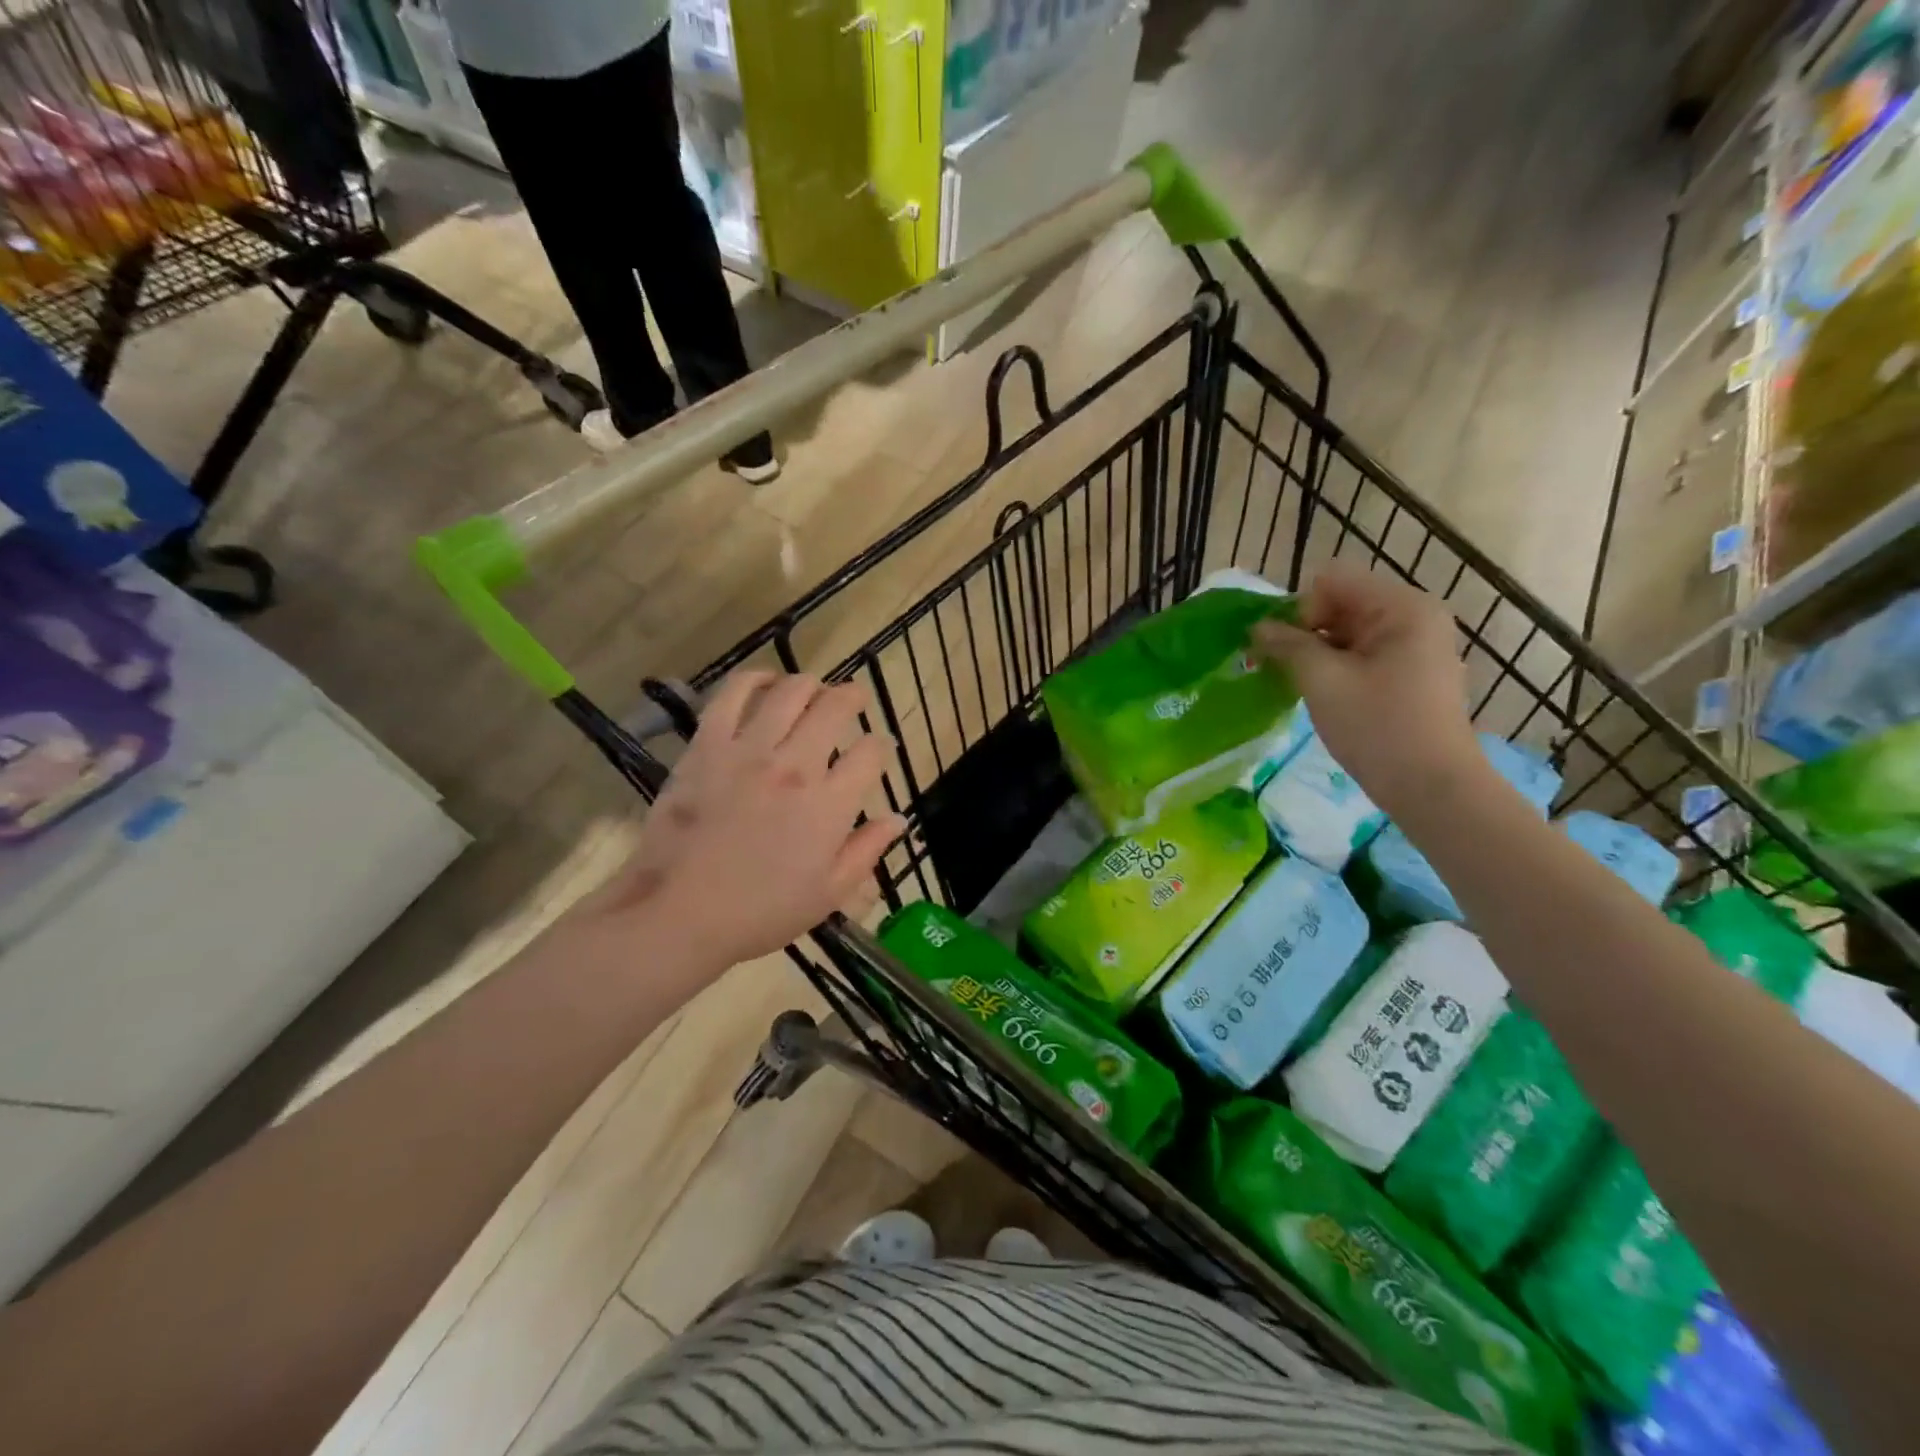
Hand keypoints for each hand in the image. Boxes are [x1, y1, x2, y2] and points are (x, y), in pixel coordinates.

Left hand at [578, 672, 904, 976]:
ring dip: (809, 684)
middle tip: (853, 700)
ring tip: (812, 690)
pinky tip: (765, 682)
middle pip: (835, 707)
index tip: (877, 749)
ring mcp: (748, 751)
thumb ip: (867, 850)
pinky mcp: (707, 745)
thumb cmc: (761, 911)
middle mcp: (796, 766)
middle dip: (852, 697)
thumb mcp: (829, 893)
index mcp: (830, 805)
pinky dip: (754, 680)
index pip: (870, 752)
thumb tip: (898, 818)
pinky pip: (733, 695)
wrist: (679, 913)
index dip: (880, 746)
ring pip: (790, 692)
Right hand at [1251, 563, 1481, 815]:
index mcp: (1402, 607)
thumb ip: (1287, 646)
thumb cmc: (1378, 727)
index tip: (1288, 652)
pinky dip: (1337, 668)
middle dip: (1306, 632)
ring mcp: (1417, 646)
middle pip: (1341, 603)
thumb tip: (1257, 627)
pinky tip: (1327, 697)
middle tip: (1282, 670)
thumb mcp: (1323, 681)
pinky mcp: (1412, 673)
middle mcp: (1415, 616)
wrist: (1432, 788)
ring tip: (1303, 687)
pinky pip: (1363, 654)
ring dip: (1318, 653)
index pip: (1332, 581)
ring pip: (1349, 631)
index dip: (1300, 610)